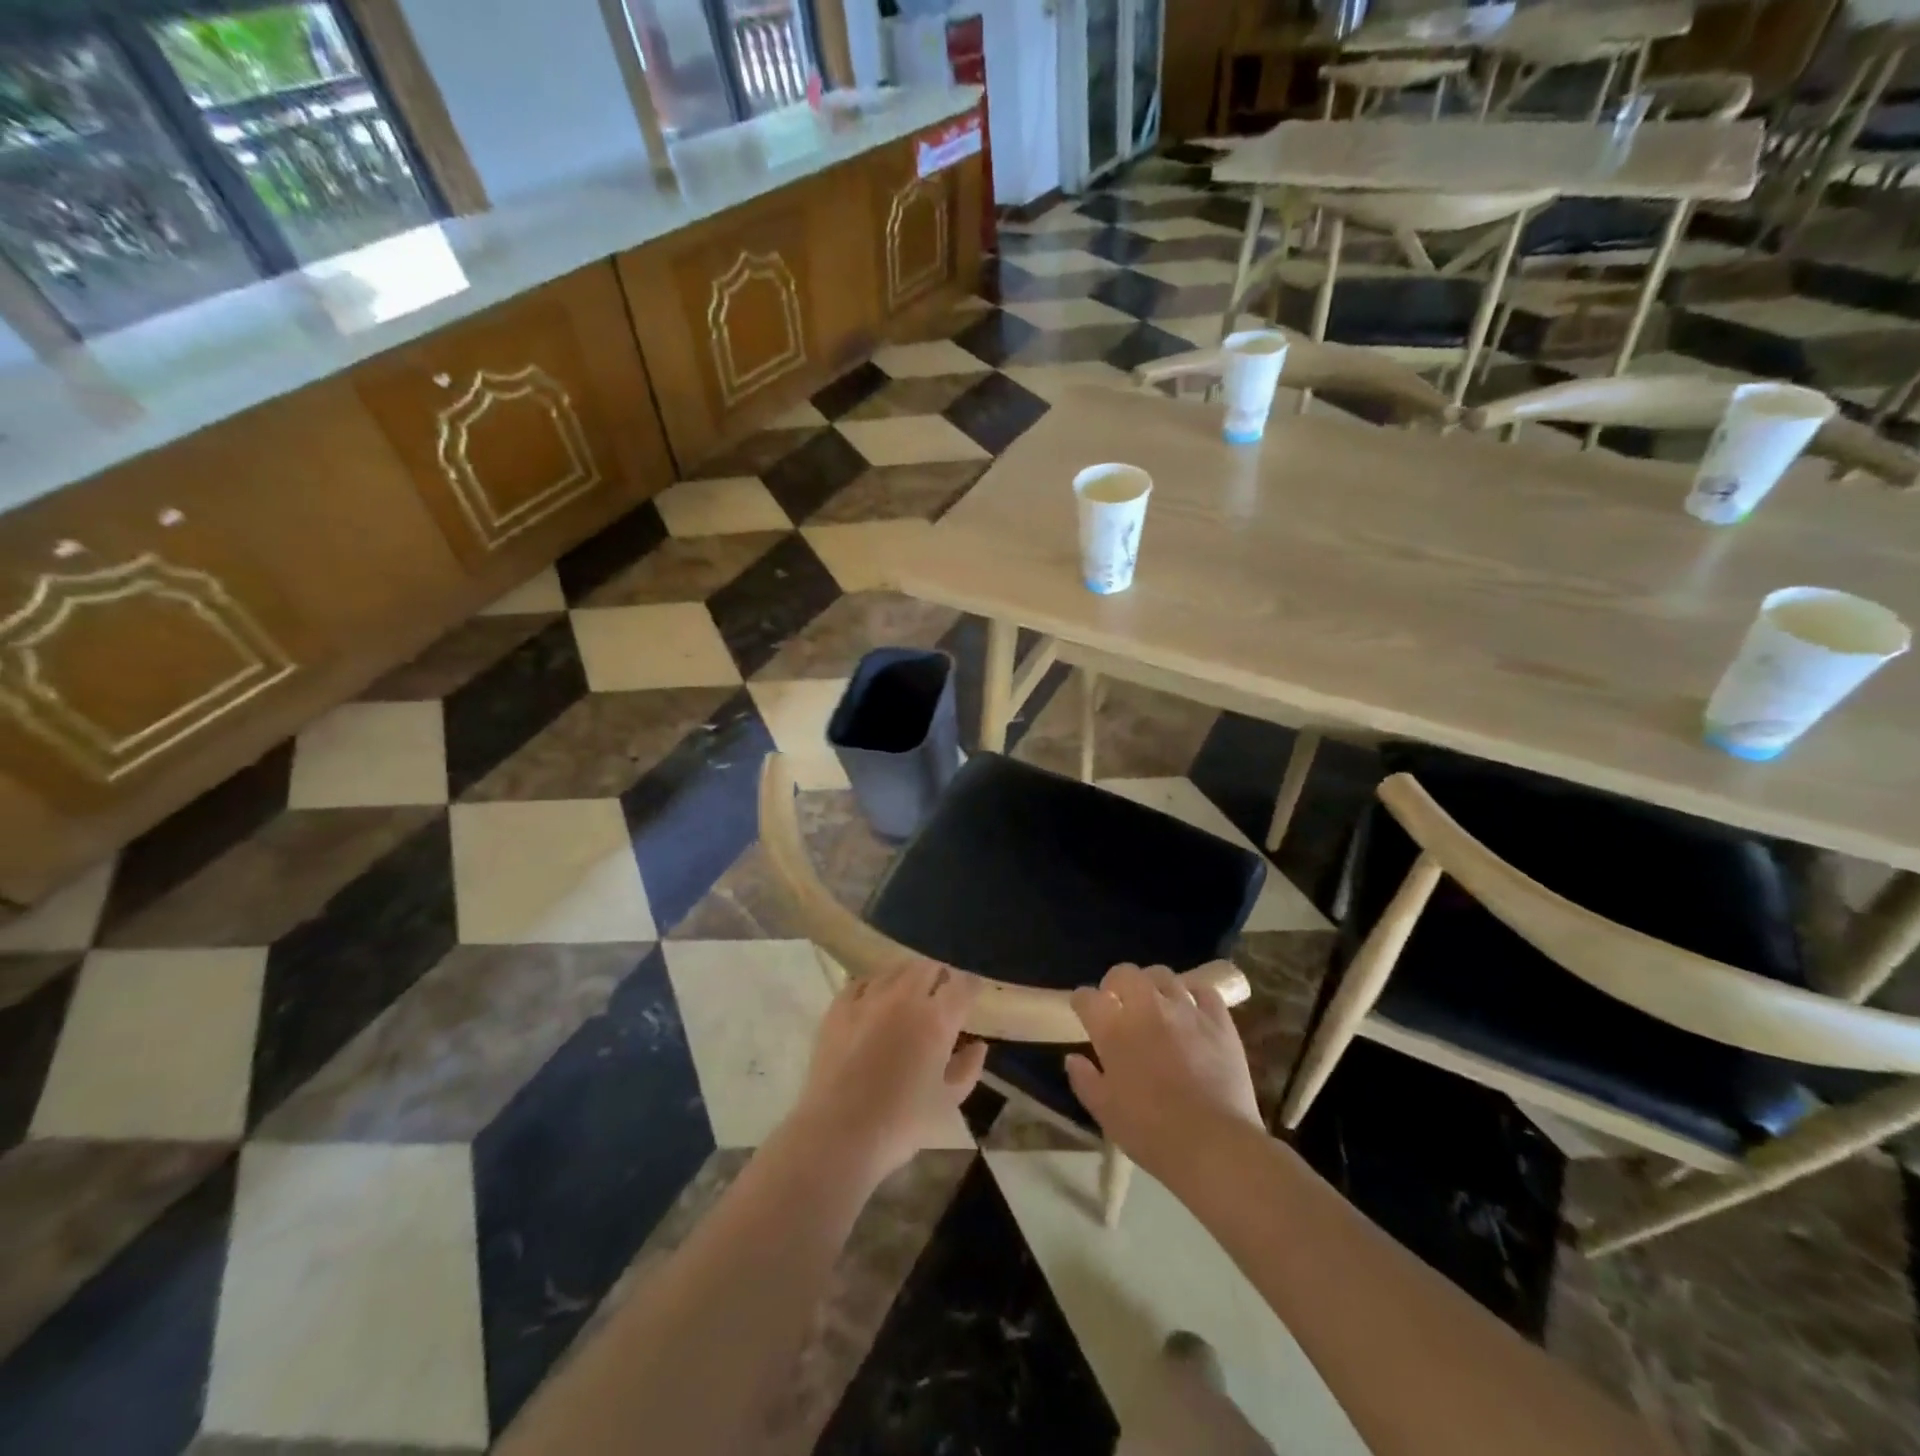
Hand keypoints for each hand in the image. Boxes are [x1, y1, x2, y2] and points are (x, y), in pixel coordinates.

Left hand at [786, 959, 987, 1186]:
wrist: (837, 1134)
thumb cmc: (901, 1123)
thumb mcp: (948, 1102)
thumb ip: (968, 1069)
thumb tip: (978, 1045)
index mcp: (937, 1019)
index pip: (963, 984)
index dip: (971, 986)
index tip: (973, 994)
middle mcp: (905, 998)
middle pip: (928, 967)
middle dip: (940, 976)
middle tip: (942, 994)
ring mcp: (868, 998)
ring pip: (895, 970)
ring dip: (908, 978)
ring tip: (909, 995)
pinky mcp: (839, 1007)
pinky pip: (862, 982)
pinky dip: (875, 987)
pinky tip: (875, 1002)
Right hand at [1067, 963, 1263, 1179]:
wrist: (1214, 1145)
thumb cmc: (1151, 1132)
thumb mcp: (1105, 1112)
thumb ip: (1084, 1080)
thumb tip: (1072, 1058)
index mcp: (1113, 1029)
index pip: (1087, 998)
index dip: (1081, 1001)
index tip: (1082, 1009)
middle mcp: (1147, 1007)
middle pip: (1125, 973)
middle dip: (1116, 983)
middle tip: (1118, 1002)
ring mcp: (1185, 1010)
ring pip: (1163, 975)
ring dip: (1152, 985)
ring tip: (1154, 1003)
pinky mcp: (1219, 1020)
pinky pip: (1203, 990)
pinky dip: (1192, 993)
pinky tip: (1190, 1008)